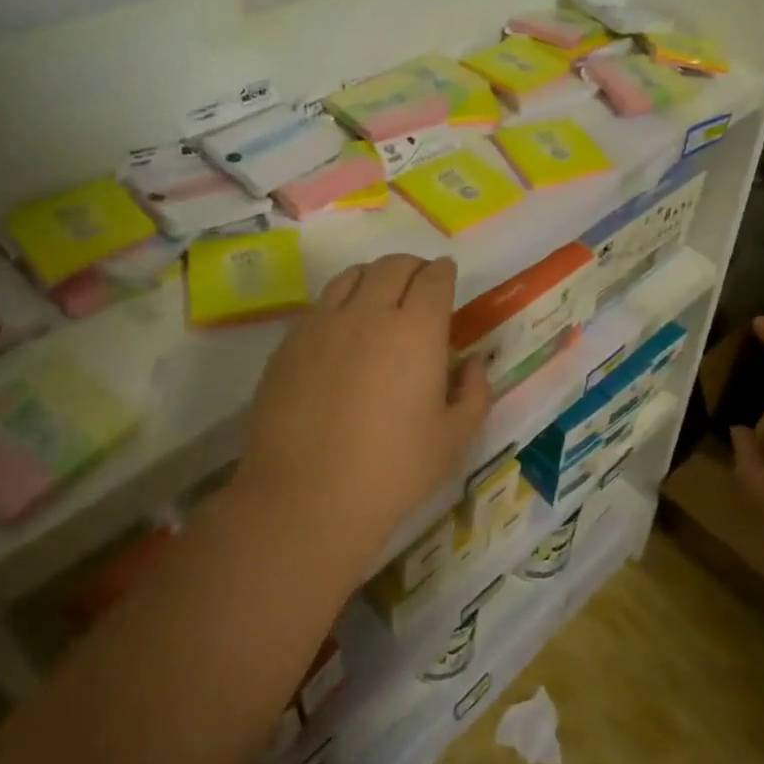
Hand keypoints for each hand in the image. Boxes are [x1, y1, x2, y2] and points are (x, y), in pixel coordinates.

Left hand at [237, 255, 489, 564]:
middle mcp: (369, 312)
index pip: (434, 279)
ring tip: (380, 298)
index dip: (444, 272)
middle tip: (419, 286)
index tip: (447, 278)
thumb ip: (474, 393)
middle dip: (413, 268)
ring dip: (374, 277)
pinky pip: (321, 304)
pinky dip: (341, 302)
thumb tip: (472, 363)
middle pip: (393, 266)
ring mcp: (323, 324)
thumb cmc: (392, 472)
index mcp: (416, 330)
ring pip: (352, 275)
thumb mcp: (453, 439)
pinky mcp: (290, 342)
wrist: (305, 497)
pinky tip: (343, 331)